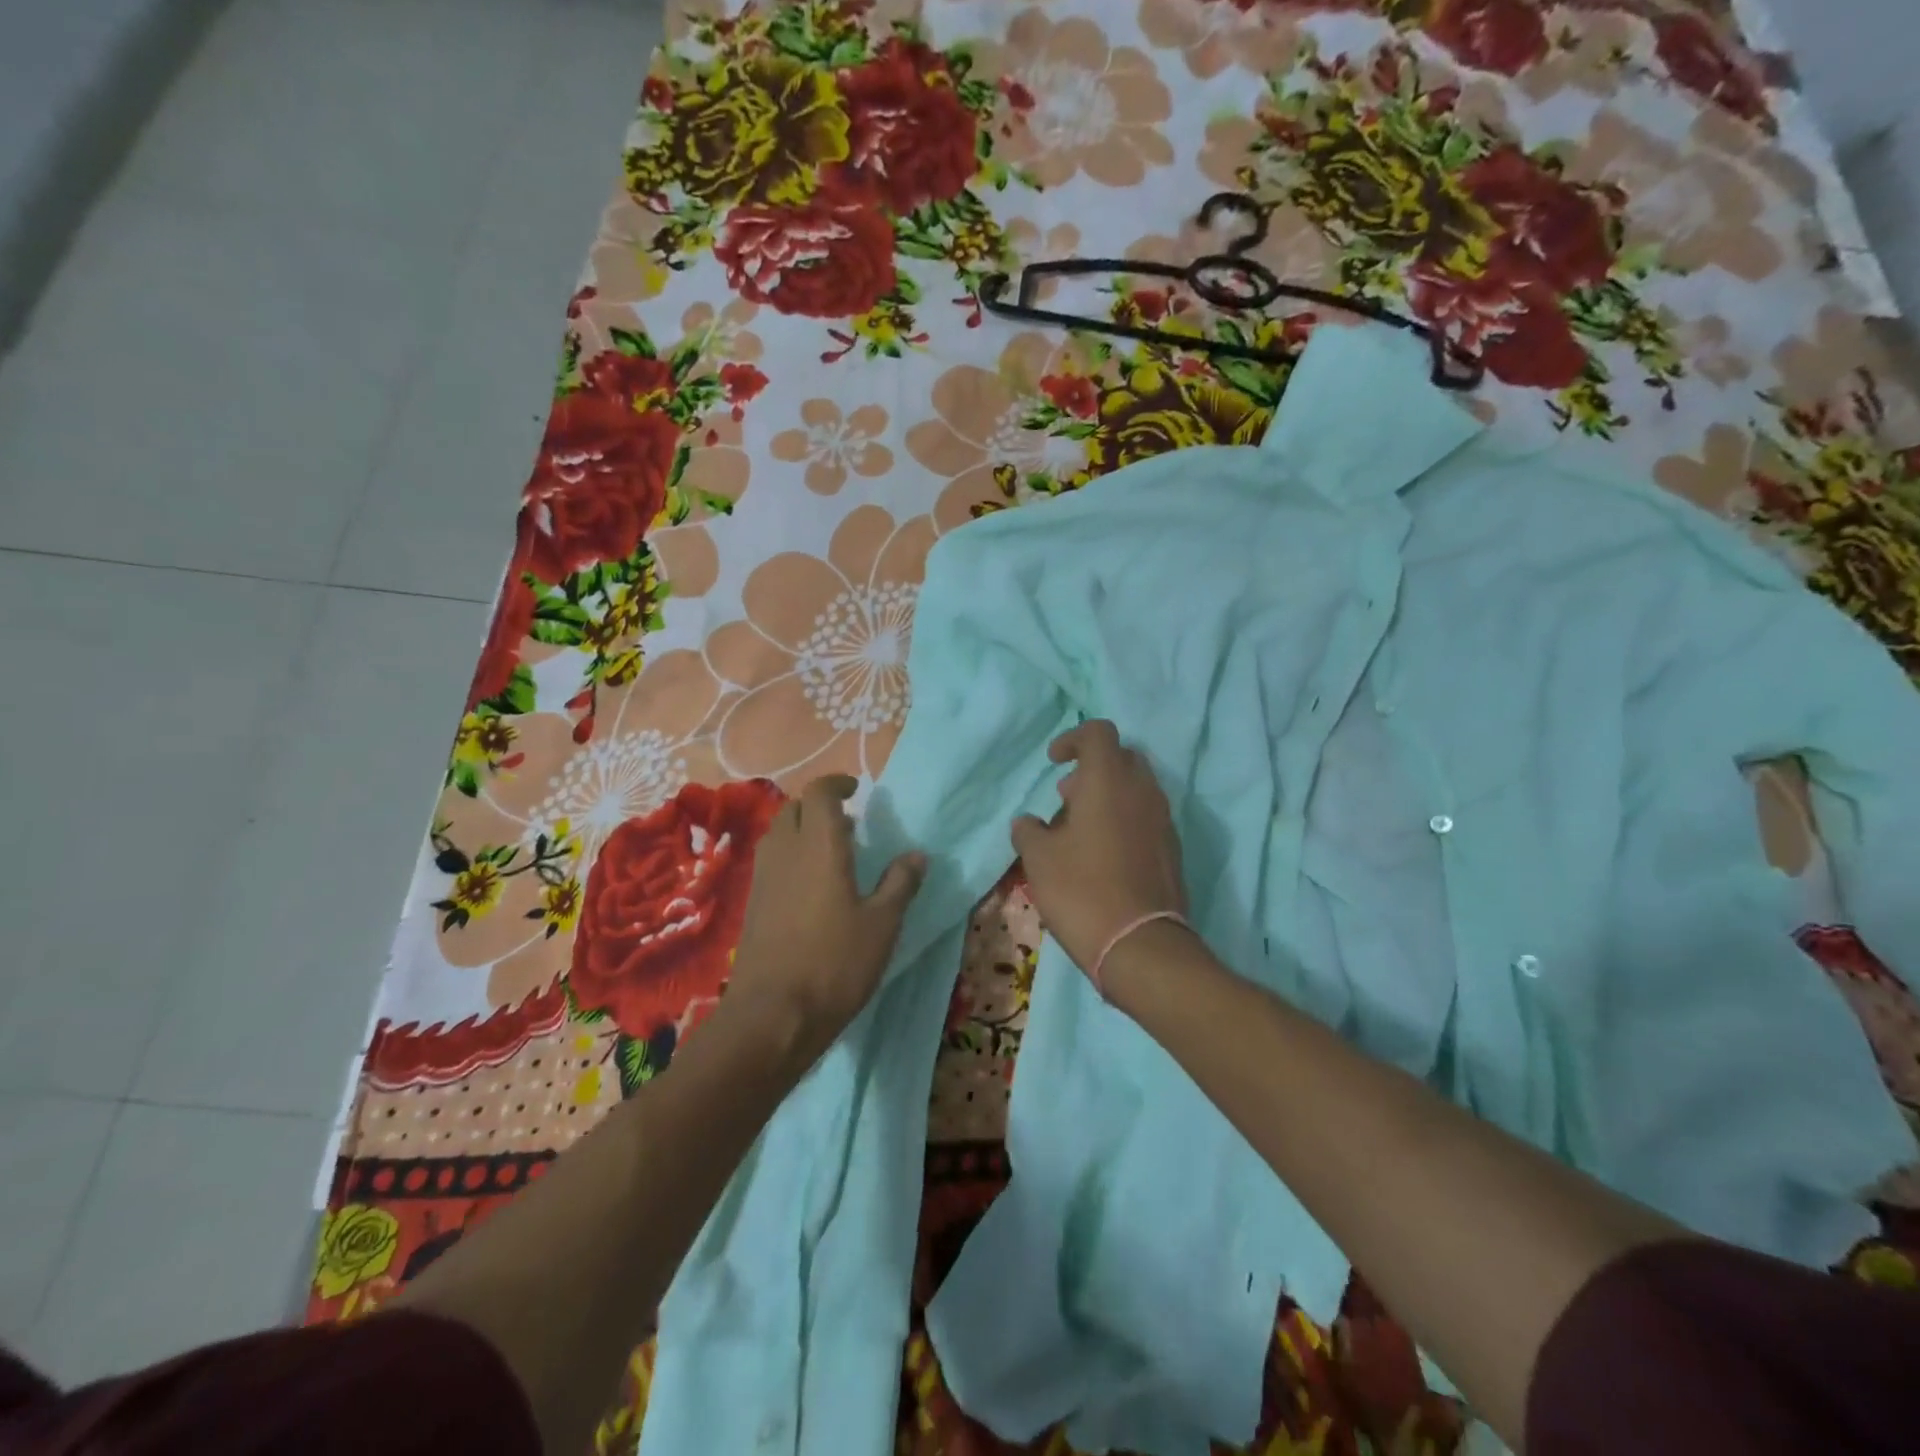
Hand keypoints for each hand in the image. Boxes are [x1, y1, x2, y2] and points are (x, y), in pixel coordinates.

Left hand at [728, 775, 925, 1068]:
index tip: (856, 789)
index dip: (836, 784)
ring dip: (803, 831)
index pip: (820, 794)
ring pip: (779, 835)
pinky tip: (812, 888)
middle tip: (848, 824)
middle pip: (794, 809)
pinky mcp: (753, 904)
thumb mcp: (882, 925)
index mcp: (820, 846)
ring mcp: (763, 879)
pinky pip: (772, 862)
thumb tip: (916, 855)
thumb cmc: (835, 963)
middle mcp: (786, 852)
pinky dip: (791, 857)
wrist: (773, 1015)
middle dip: (819, 806)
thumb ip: (900, 884)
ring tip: (833, 854)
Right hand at [1011, 720, 1187, 980]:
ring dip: (1108, 796)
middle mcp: (1143, 791)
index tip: (1053, 761)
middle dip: (1092, 768)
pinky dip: (1124, 820)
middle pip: (1121, 758)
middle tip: (1066, 796)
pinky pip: (1146, 817)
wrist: (1140, 945)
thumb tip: (1027, 822)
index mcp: (1109, 780)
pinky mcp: (1172, 849)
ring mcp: (1163, 820)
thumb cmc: (1082, 890)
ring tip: (1078, 830)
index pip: (1098, 732)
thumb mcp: (1039, 859)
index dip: (1073, 739)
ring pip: (1136, 789)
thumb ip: (1028, 831)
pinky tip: (1102, 854)